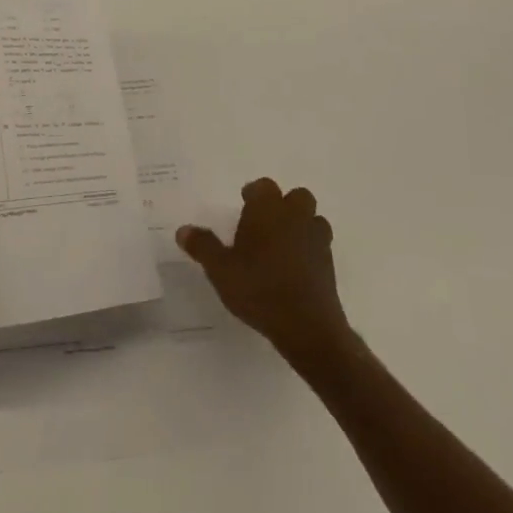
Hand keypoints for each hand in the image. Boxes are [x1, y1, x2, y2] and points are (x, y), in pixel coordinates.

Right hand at [178, 178, 351, 363]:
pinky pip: (319, 245)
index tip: (244, 204)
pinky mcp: (329, 265)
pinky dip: (309, 249)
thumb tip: (183, 230)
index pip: (264, 187)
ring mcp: (316, 240)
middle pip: (296, 196)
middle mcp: (295, 217)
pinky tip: (293, 268)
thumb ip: (203, 246)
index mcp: (268, 210)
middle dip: (283, 204)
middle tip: (263, 223)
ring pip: (313, 219)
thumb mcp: (219, 269)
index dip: (253, 193)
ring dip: (300, 224)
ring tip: (281, 244)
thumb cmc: (258, 288)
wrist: (307, 326)